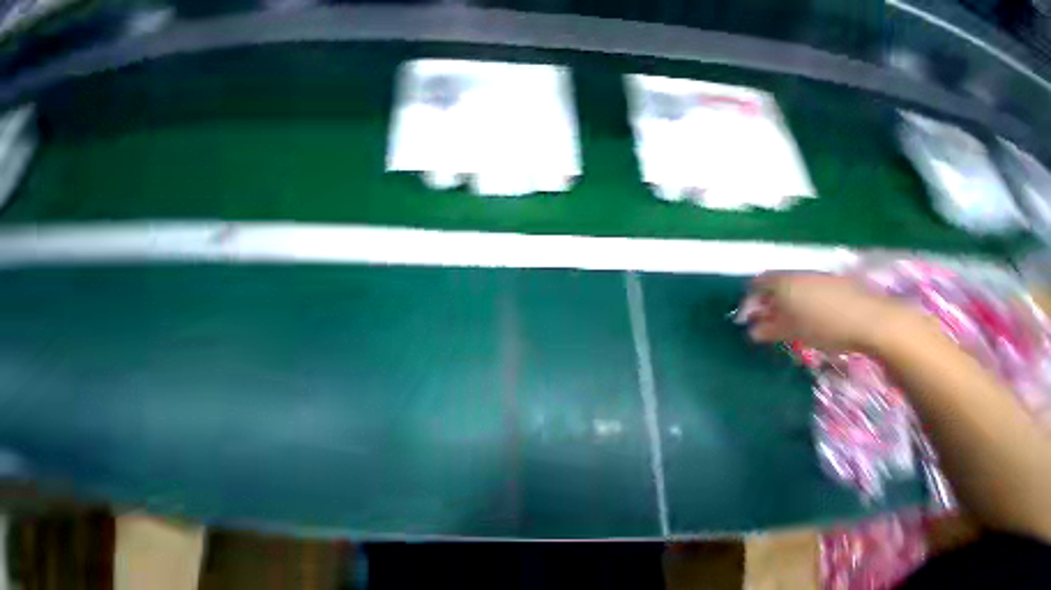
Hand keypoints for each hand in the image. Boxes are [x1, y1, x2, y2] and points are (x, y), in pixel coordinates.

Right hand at [742, 272, 924, 352]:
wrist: (878, 322)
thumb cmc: (824, 326)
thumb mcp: (789, 332)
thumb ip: (765, 331)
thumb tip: (752, 332)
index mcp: (782, 282)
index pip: (755, 284)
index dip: (748, 301)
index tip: (748, 318)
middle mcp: (799, 274)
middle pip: (775, 284)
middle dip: (767, 301)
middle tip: (767, 319)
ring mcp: (823, 276)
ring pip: (796, 286)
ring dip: (787, 301)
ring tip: (791, 319)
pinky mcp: (842, 283)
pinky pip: (814, 288)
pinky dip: (807, 300)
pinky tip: (815, 316)